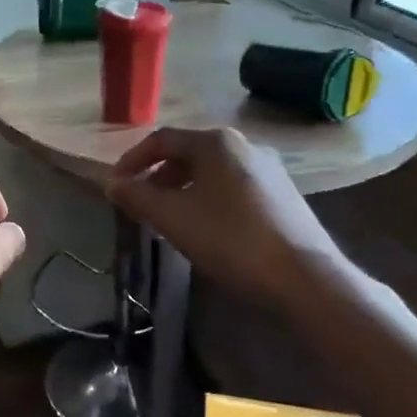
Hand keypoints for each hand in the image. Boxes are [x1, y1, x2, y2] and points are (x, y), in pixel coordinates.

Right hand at [107, 127, 349, 305]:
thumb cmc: (230, 239)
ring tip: (168, 216)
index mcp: (216, 142)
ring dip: (182, 188)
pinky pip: (232, 185)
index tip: (115, 185)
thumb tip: (113, 184)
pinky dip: (208, 197)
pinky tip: (205, 226)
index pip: (161, 139)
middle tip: (140, 202)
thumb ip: (137, 197)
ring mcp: (269, 168)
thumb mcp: (173, 218)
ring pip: (211, 170)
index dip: (132, 160)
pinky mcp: (282, 193)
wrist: (303, 277)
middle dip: (158, 175)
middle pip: (188, 152)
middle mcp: (244, 145)